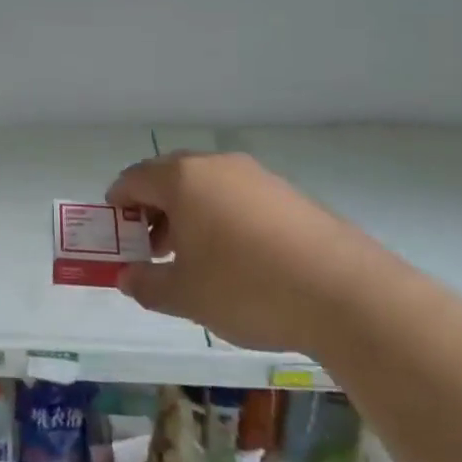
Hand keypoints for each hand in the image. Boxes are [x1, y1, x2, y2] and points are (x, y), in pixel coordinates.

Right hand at [107, 152, 382, 353]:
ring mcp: (257, 177)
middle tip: (152, 248)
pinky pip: (240, 198)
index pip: (133, 179)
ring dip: (190, 215)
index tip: (115, 230)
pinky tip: (238, 259)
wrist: (345, 294)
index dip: (117, 203)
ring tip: (195, 259)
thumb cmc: (247, 288)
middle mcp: (216, 166)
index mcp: (182, 179)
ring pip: (207, 187)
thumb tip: (128, 278)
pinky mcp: (289, 195)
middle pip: (169, 178)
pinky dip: (224, 219)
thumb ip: (147, 284)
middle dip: (154, 210)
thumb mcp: (186, 296)